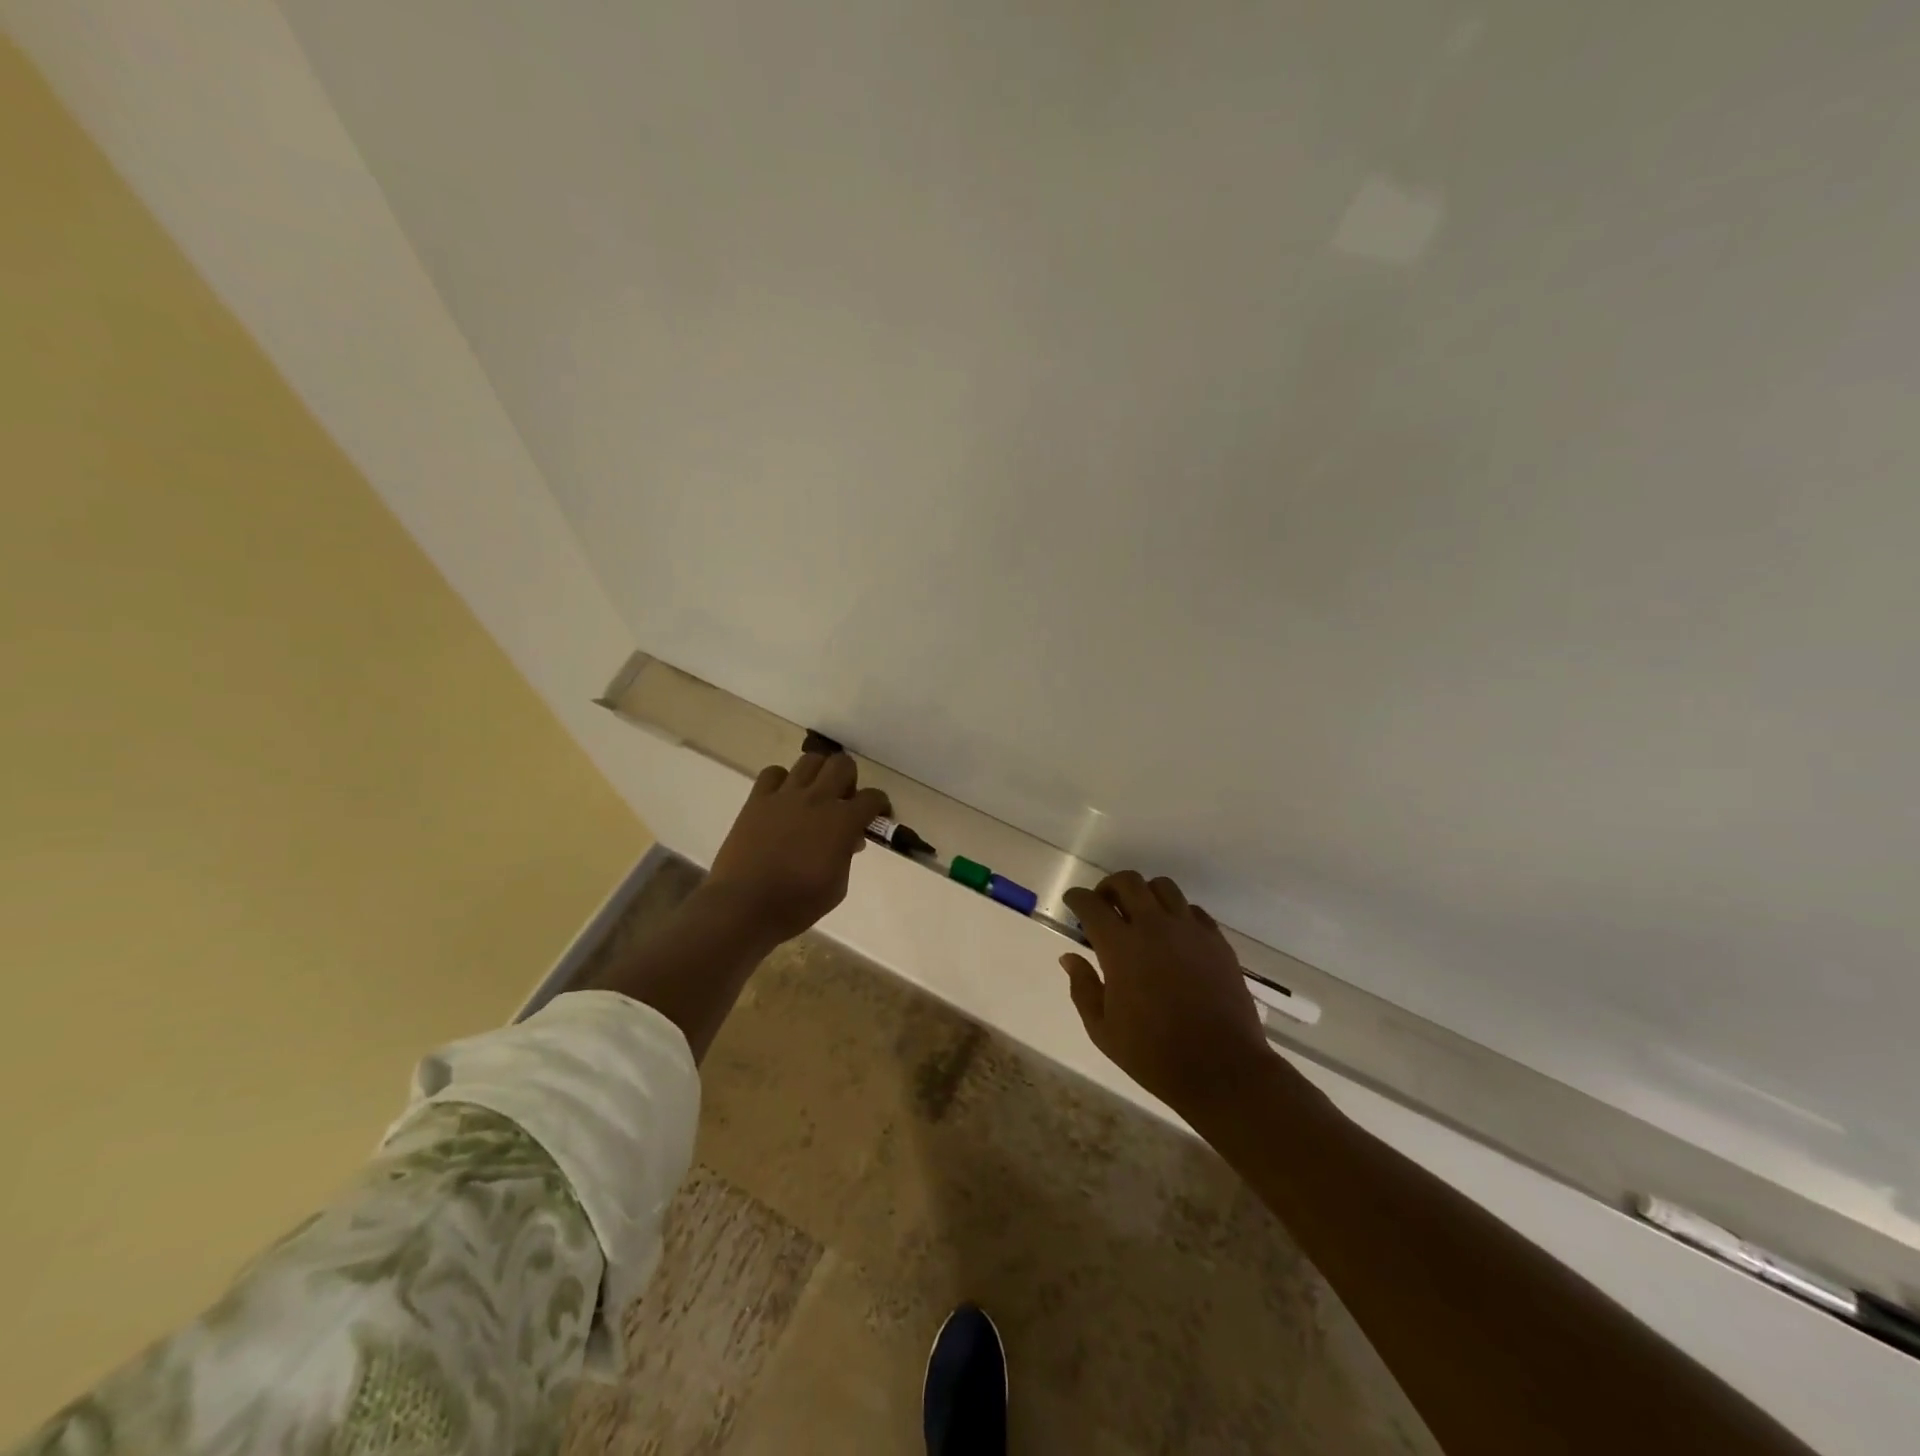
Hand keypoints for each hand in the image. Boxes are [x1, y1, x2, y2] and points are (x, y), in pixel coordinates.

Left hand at [704, 751, 890, 944]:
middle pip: (842, 765)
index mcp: (843, 822)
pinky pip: (773, 773)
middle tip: (843, 800)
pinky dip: (782, 780)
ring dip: (819, 773)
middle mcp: (817, 799)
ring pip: (810, 760)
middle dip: (849, 779)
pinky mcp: (757, 800)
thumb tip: (849, 839)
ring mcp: (785, 796)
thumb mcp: (837, 887)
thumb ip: (846, 855)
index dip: (879, 805)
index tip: (877, 815)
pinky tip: (782, 798)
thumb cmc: (797, 904)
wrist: (744, 906)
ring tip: (814, 794)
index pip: (872, 798)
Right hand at [1060, 871, 1273, 1116]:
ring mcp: (1189, 931)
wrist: (1222, 1069)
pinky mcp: (1217, 941)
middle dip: (1109, 887)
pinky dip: (1177, 913)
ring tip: (1140, 914)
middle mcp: (1154, 927)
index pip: (1091, 904)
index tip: (1072, 902)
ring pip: (1163, 887)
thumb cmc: (1154, 1054)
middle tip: (1104, 904)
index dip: (1077, 898)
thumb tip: (1069, 958)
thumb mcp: (1103, 1030)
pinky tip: (1174, 935)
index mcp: (1120, 947)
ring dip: (1144, 894)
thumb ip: (1083, 988)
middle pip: (1128, 882)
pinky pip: (1193, 910)